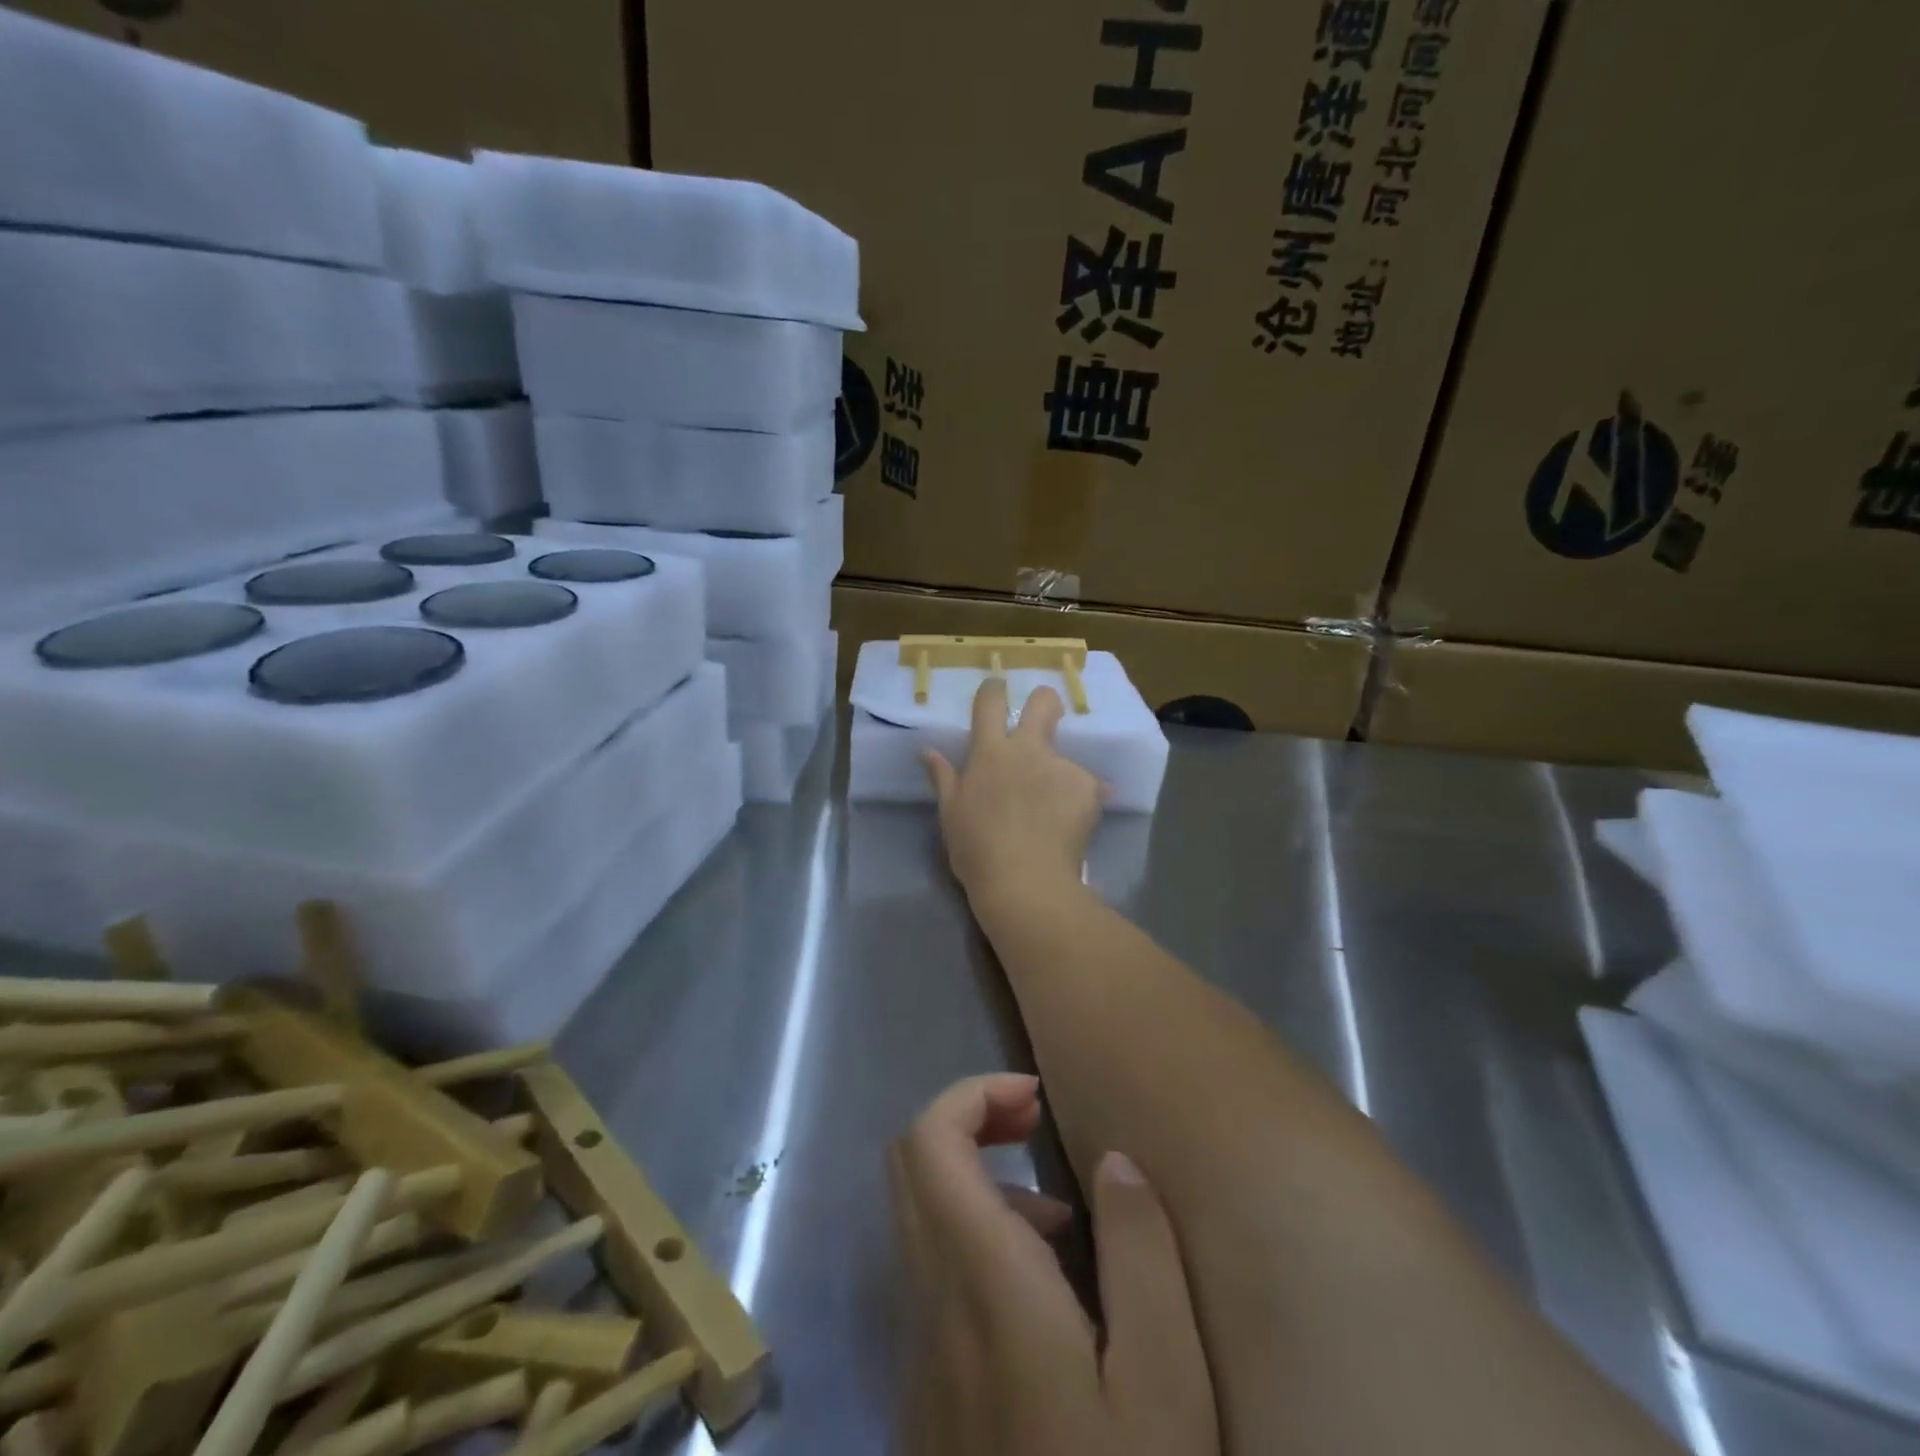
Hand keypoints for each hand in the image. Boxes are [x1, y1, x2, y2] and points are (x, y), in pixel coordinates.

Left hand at [888, 1074, 1218, 1455]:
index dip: (972, 1094)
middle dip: (971, 1122)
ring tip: (1064, 1222)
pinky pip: (934, 1276)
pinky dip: (977, 1242)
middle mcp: (931, 1302)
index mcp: (982, 1283)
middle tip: (1038, 1130)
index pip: (928, 1142)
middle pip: (912, 1165)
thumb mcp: (1165, 1386)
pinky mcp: (926, 1392)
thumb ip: (1140, 1254)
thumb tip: (1110, 1160)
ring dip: (980, 1185)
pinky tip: (1047, 1296)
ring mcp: (919, 1350)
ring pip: (922, 1217)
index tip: (1035, 1098)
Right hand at [922, 679, 1103, 903]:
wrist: (1025, 882)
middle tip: (1044, 720)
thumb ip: (943, 777)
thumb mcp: (951, 815)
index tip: (997, 689)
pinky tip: (1072, 826)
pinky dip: (1080, 801)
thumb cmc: (977, 850)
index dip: (995, 689)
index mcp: (990, 753)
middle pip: (1044, 703)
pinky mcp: (1089, 788)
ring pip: (1065, 755)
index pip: (990, 702)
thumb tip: (927, 750)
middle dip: (1045, 702)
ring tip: (1053, 812)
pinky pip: (1087, 786)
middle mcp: (1028, 749)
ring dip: (1059, 775)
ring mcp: (1061, 766)